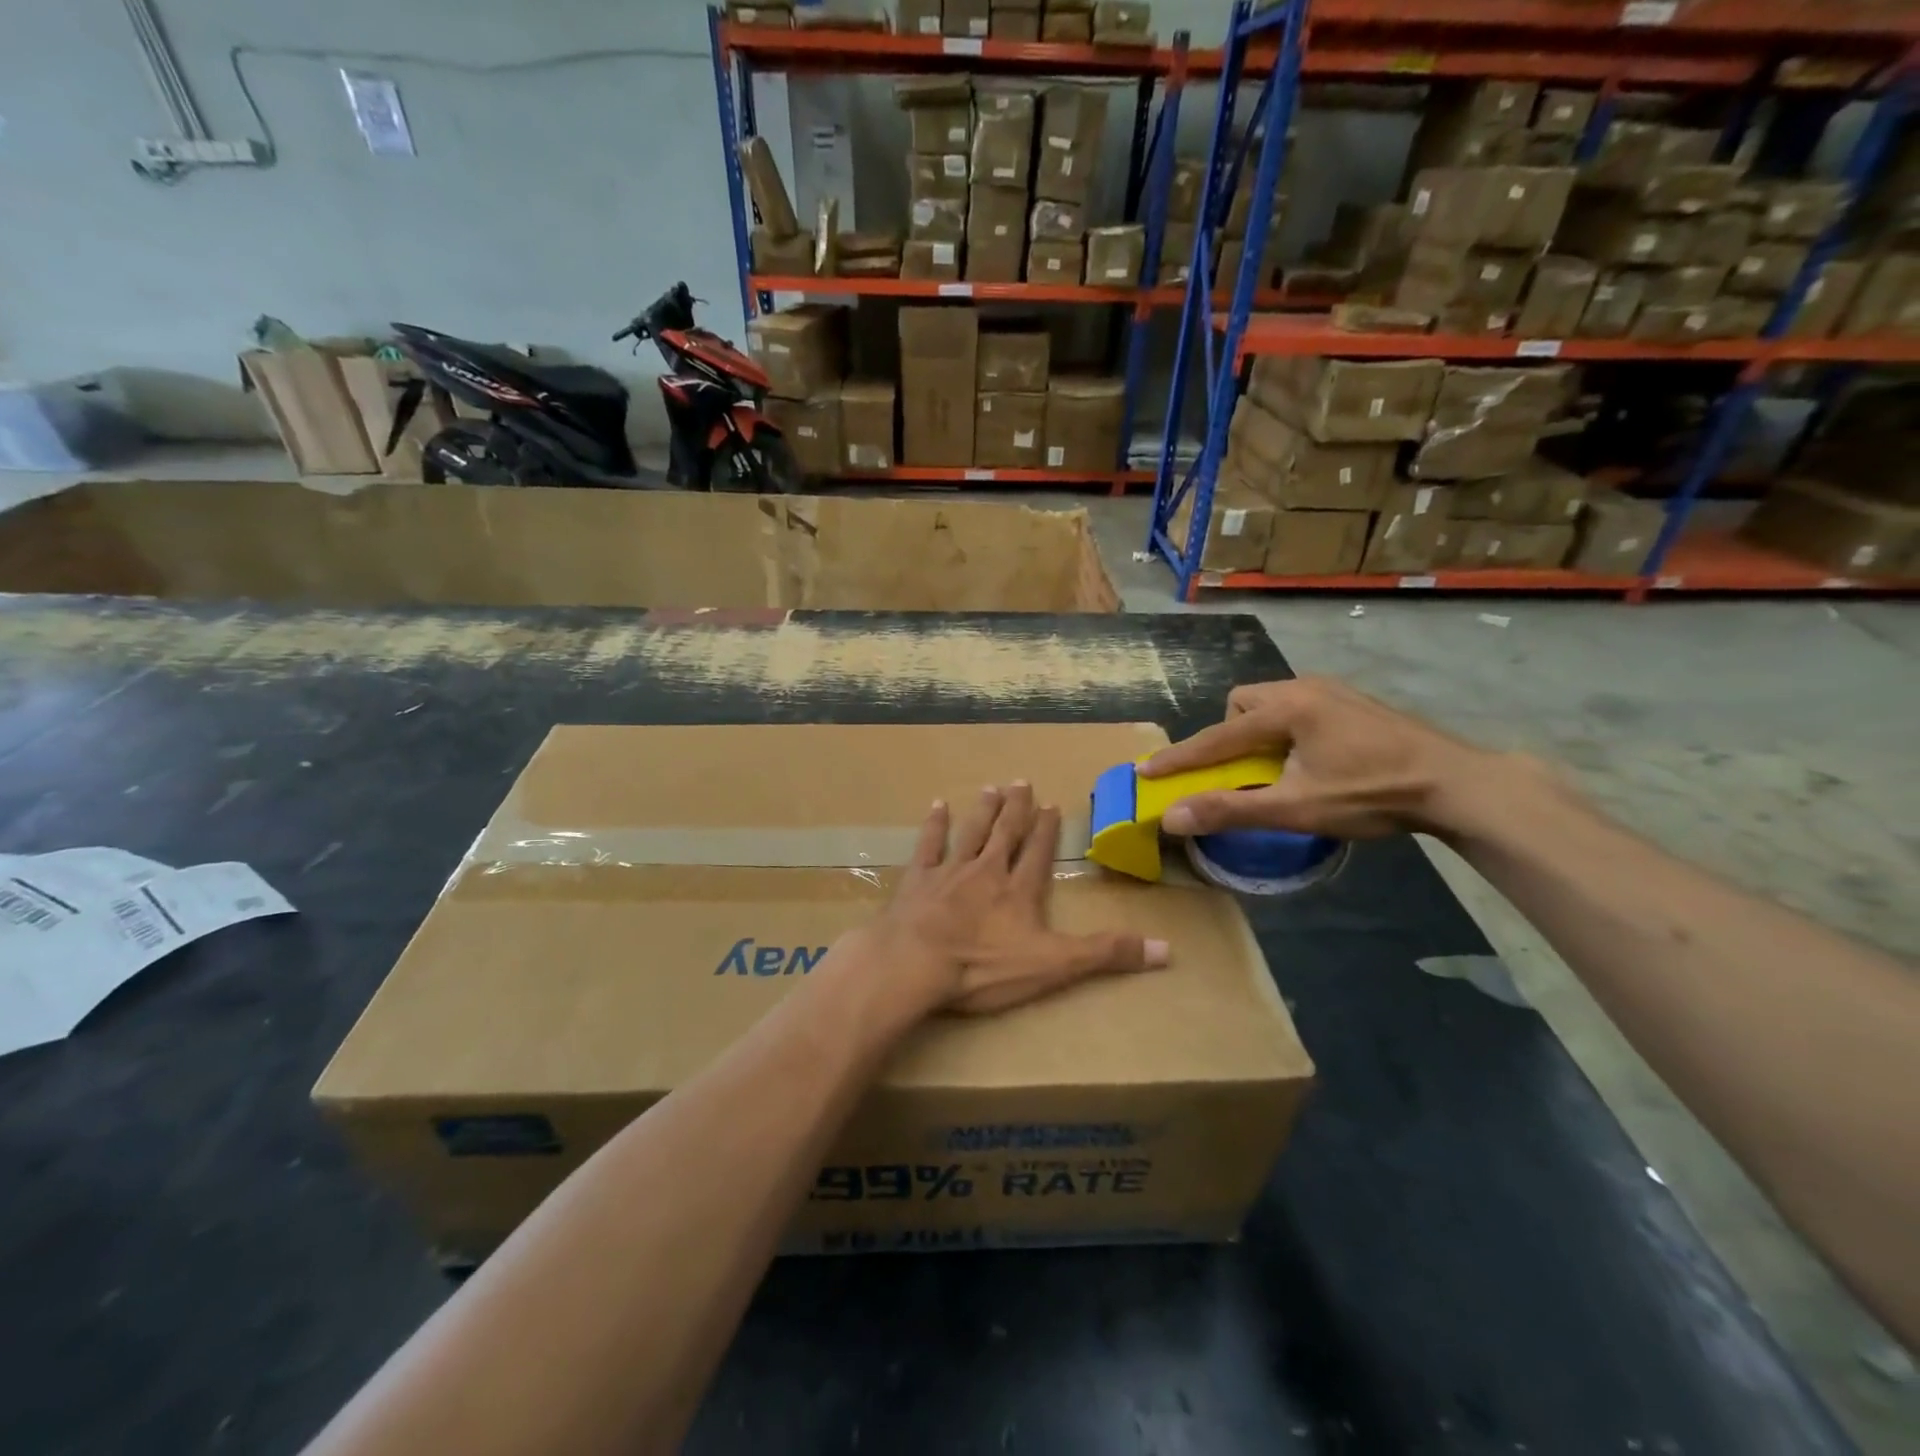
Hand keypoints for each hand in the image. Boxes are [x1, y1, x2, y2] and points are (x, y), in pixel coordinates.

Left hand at [860, 783, 1168, 1014]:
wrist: (916, 964)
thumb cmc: (985, 967)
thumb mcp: (1054, 965)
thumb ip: (1106, 954)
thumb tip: (1167, 949)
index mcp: (1019, 891)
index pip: (1038, 853)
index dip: (1046, 831)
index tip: (1051, 806)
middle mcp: (987, 872)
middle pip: (1005, 834)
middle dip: (1016, 809)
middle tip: (1022, 782)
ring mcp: (949, 872)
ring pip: (971, 833)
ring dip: (983, 810)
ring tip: (992, 787)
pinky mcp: (917, 881)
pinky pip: (928, 845)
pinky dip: (934, 825)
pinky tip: (937, 805)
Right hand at [1139, 677, 1500, 839]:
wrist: (1455, 782)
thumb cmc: (1371, 794)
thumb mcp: (1296, 808)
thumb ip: (1231, 810)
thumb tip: (1172, 817)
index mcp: (1285, 709)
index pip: (1216, 736)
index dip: (1179, 757)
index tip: (1145, 769)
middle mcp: (1303, 687)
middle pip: (1242, 704)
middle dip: (1230, 735)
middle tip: (1243, 771)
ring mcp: (1332, 690)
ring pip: (1271, 702)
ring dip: (1259, 731)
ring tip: (1277, 766)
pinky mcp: (1352, 700)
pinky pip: (1298, 706)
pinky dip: (1286, 728)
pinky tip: (1312, 757)